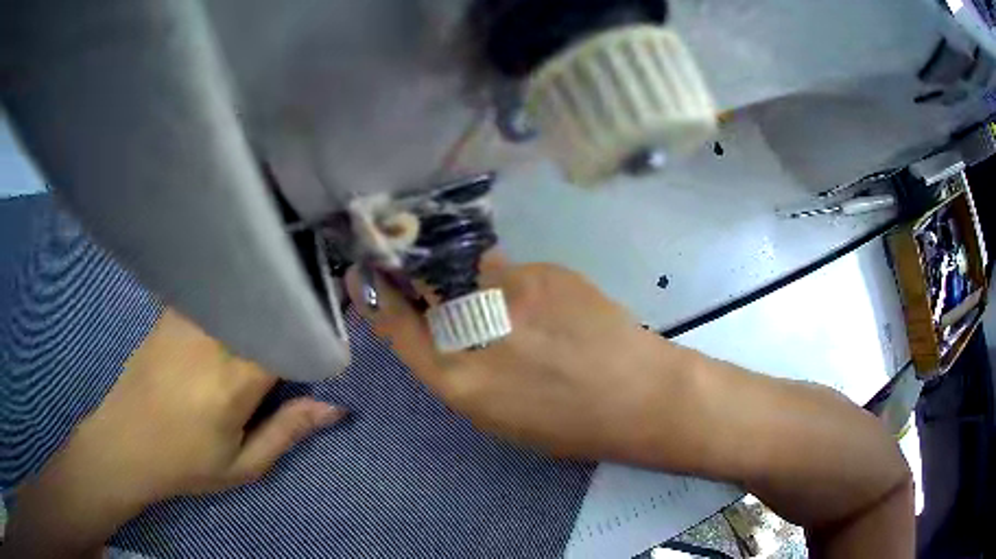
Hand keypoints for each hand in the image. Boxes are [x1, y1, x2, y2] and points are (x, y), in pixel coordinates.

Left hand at [80, 308, 346, 500]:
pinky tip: (236, 296)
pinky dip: (231, 291)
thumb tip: (334, 408)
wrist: (125, 443)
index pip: (287, 339)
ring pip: (238, 292)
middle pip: (264, 307)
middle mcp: (211, 341)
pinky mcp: (171, 313)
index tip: (331, 331)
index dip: (313, 332)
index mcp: (233, 383)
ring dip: (261, 295)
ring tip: (277, 296)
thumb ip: (287, 432)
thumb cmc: (185, 464)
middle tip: (309, 308)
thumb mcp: (242, 467)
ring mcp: (187, 320)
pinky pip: (211, 291)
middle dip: (290, 307)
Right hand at [346, 253, 687, 463]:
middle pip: (425, 282)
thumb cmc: (566, 424)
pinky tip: (547, 310)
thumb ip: (456, 369)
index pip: (396, 323)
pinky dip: (517, 287)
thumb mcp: (495, 415)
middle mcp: (474, 329)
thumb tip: (439, 328)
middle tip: (422, 272)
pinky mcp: (544, 271)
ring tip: (512, 310)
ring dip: (475, 283)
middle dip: (415, 272)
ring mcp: (511, 291)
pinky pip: (513, 272)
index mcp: (457, 379)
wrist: (638, 395)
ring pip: (470, 271)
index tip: (360, 272)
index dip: (373, 294)